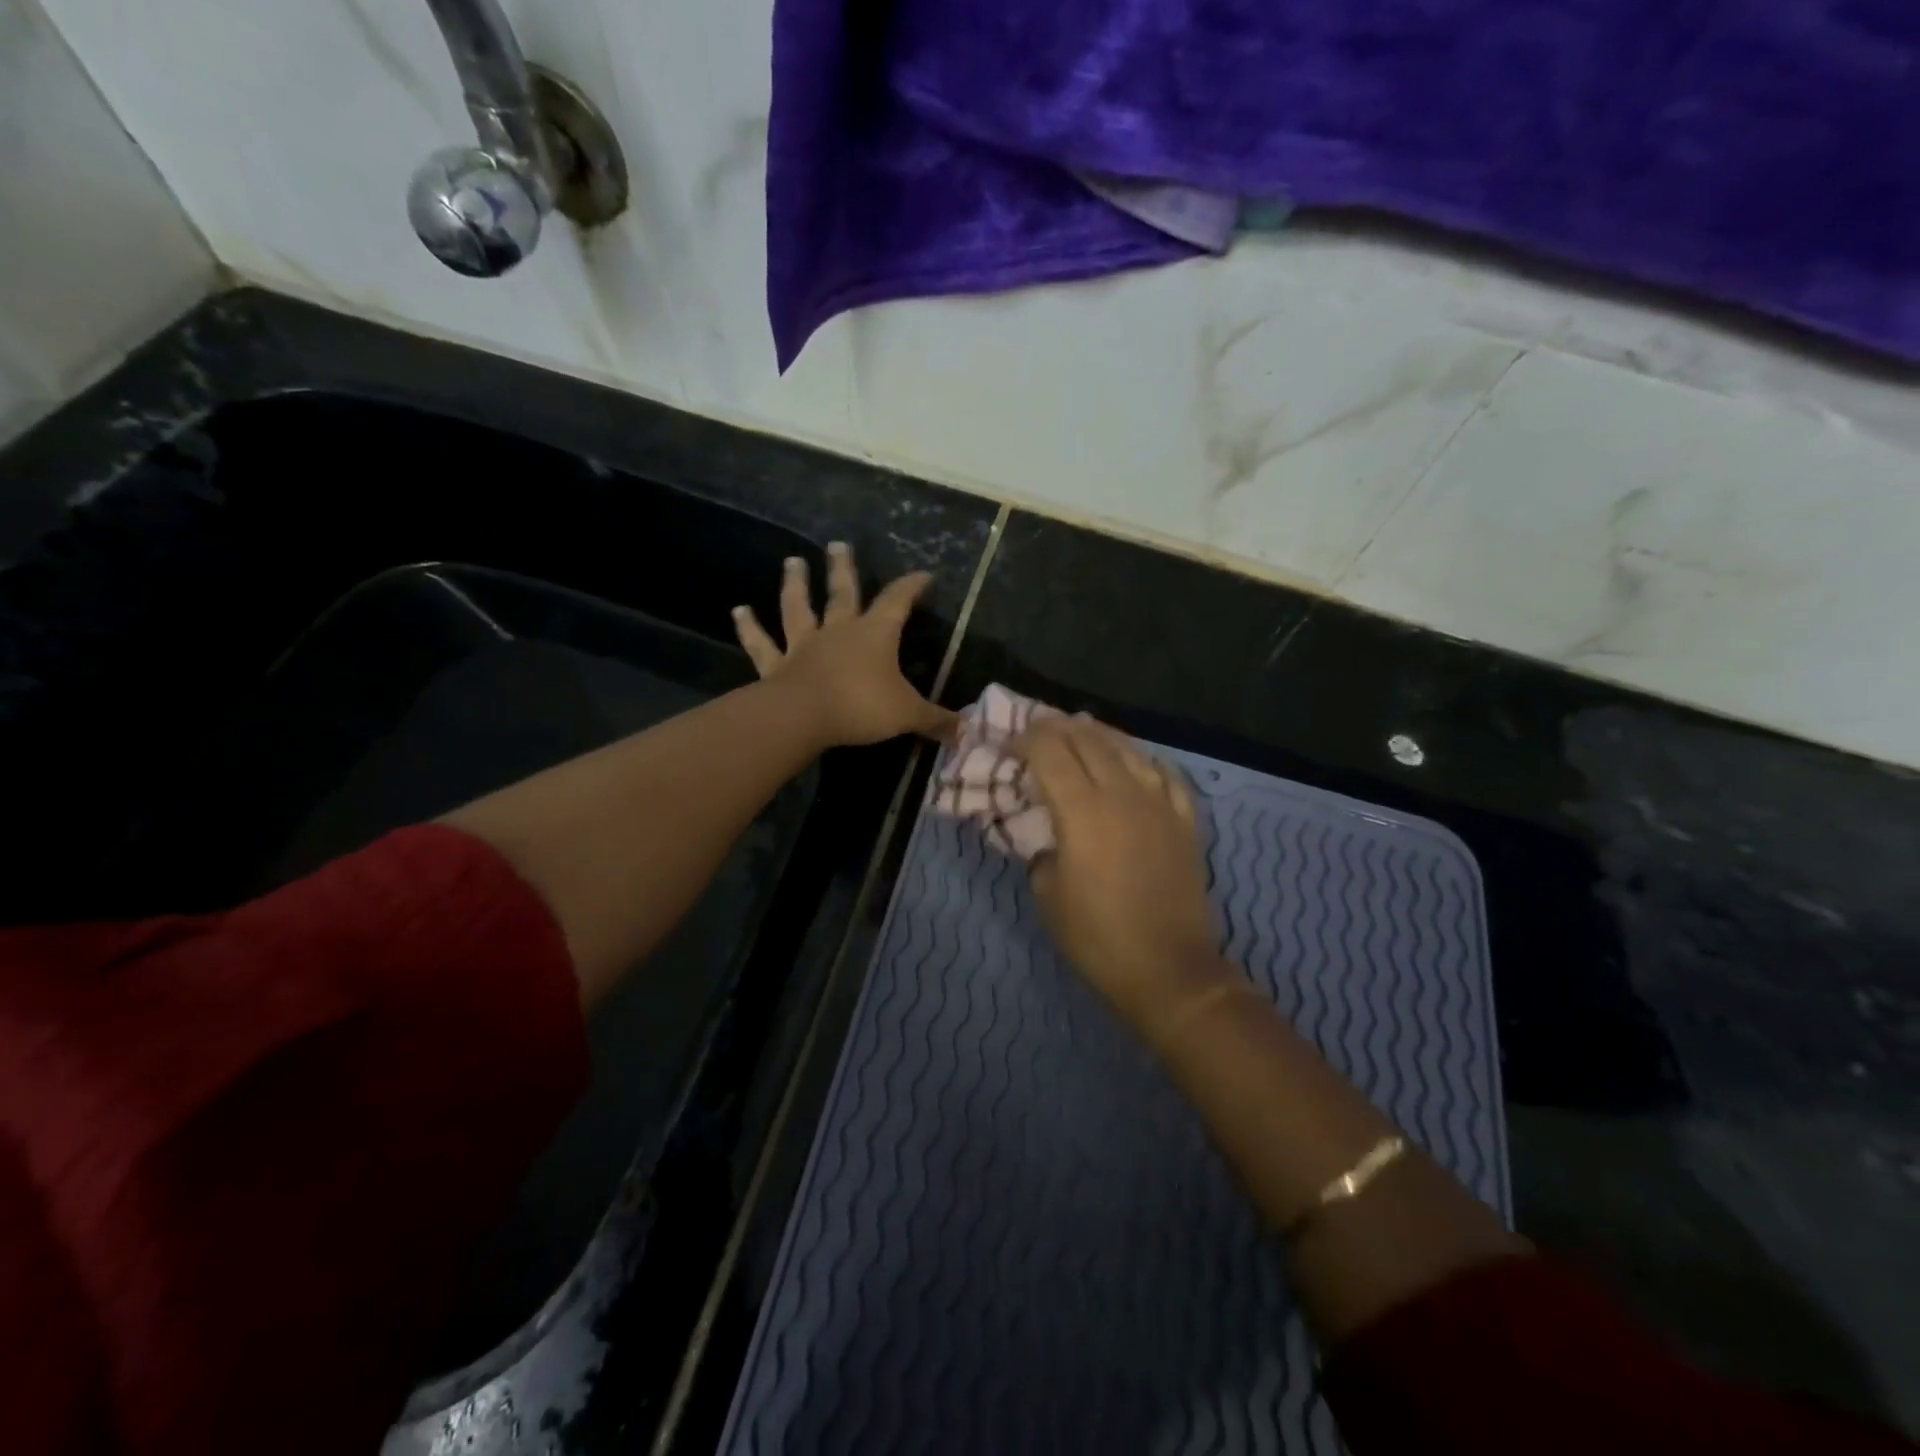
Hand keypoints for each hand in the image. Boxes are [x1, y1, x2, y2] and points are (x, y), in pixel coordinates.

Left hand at [733, 542, 954, 747]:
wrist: (805, 717)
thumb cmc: (861, 707)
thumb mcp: (908, 715)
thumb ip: (936, 720)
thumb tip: (966, 730)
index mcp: (875, 634)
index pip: (897, 601)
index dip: (911, 586)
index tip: (923, 575)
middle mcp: (838, 631)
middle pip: (842, 592)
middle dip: (843, 568)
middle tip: (837, 544)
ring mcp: (803, 645)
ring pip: (798, 607)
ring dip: (795, 584)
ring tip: (792, 561)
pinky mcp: (776, 665)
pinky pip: (761, 643)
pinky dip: (749, 627)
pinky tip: (738, 611)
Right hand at [1021, 715, 1225, 1026]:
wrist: (1168, 968)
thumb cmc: (1097, 937)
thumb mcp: (1047, 895)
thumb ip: (1040, 852)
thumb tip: (1048, 836)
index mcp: (1082, 810)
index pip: (1050, 752)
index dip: (1027, 739)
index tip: (1012, 745)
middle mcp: (1122, 794)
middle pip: (1088, 740)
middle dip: (1059, 727)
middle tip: (1041, 728)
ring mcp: (1160, 804)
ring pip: (1128, 749)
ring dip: (1101, 734)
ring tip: (1083, 729)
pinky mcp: (1185, 821)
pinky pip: (1167, 775)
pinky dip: (1146, 760)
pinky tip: (1138, 760)